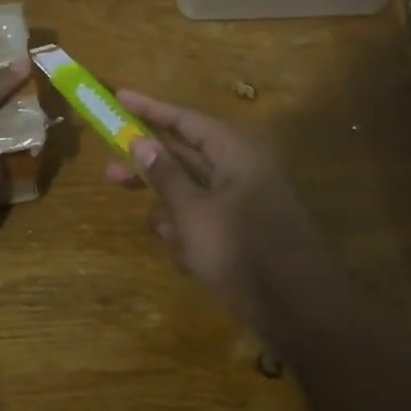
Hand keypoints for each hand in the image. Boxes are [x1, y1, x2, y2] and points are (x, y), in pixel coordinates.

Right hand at [103, 90, 341, 336]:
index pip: (185, 119)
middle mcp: (241, 170)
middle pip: (185, 156)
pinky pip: (206, 221)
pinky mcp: (245, 234)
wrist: (301, 314)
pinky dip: (189, 233)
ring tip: (155, 229)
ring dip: (169, 208)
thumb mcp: (193, 213)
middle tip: (110, 171)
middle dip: (150, 168)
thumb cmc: (242, 252)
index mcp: (235, 153)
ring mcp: (245, 203)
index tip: (118, 97)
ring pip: (193, 192)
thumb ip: (165, 176)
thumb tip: (141, 141)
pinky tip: (181, 255)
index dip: (149, 108)